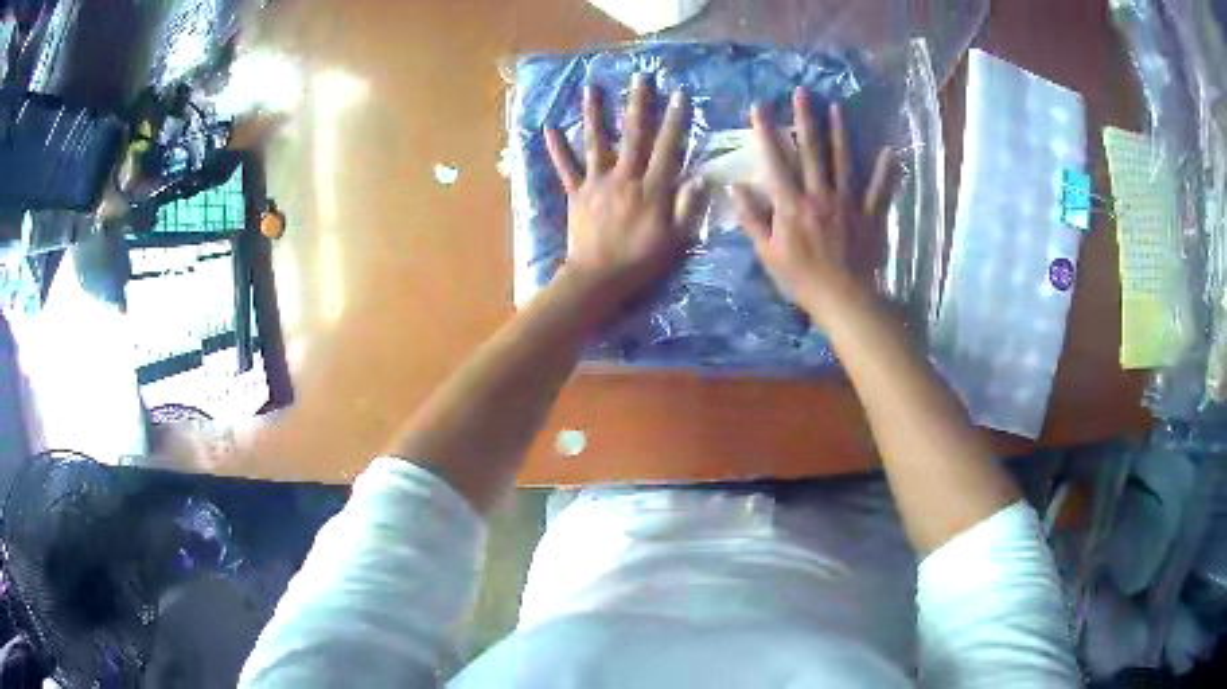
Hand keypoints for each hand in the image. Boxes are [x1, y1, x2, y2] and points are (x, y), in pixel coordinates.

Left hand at [545, 74, 704, 305]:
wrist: (598, 278)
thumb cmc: (641, 261)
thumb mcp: (676, 239)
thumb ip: (688, 207)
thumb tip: (700, 177)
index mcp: (651, 187)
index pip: (667, 147)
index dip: (675, 120)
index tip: (679, 94)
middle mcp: (624, 176)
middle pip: (633, 134)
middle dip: (638, 103)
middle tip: (640, 77)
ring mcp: (597, 182)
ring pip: (596, 141)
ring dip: (594, 113)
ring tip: (591, 88)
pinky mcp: (576, 193)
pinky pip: (565, 167)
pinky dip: (557, 149)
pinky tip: (549, 128)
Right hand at [733, 88, 895, 328]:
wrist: (844, 299)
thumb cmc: (803, 279)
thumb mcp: (768, 253)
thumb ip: (752, 219)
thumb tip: (735, 188)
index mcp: (792, 204)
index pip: (776, 161)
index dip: (767, 131)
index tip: (760, 107)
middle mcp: (820, 195)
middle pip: (812, 151)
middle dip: (806, 119)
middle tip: (803, 93)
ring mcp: (848, 203)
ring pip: (844, 161)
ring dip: (840, 133)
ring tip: (837, 108)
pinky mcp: (870, 214)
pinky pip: (879, 189)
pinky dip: (885, 171)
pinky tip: (889, 152)